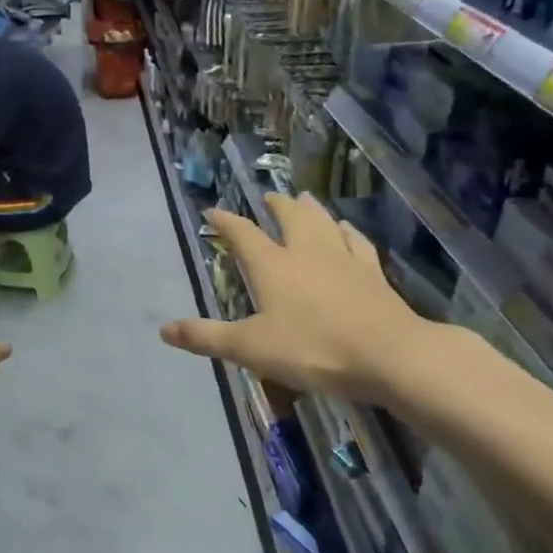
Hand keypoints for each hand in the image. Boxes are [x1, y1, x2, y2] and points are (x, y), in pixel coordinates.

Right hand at [160, 193, 444, 404]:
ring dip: (311, 209)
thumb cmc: (313, 349)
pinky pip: (356, 242)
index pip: (243, 234)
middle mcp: (306, 252)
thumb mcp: (250, 348)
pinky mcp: (372, 273)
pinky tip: (347, 229)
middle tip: (268, 197)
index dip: (225, 221)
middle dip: (275, 205)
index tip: (212, 211)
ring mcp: (343, 259)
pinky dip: (347, 231)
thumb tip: (163, 329)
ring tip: (305, 199)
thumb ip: (207, 337)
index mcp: (273, 266)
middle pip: (290, 217)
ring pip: (324, 222)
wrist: (389, 355)